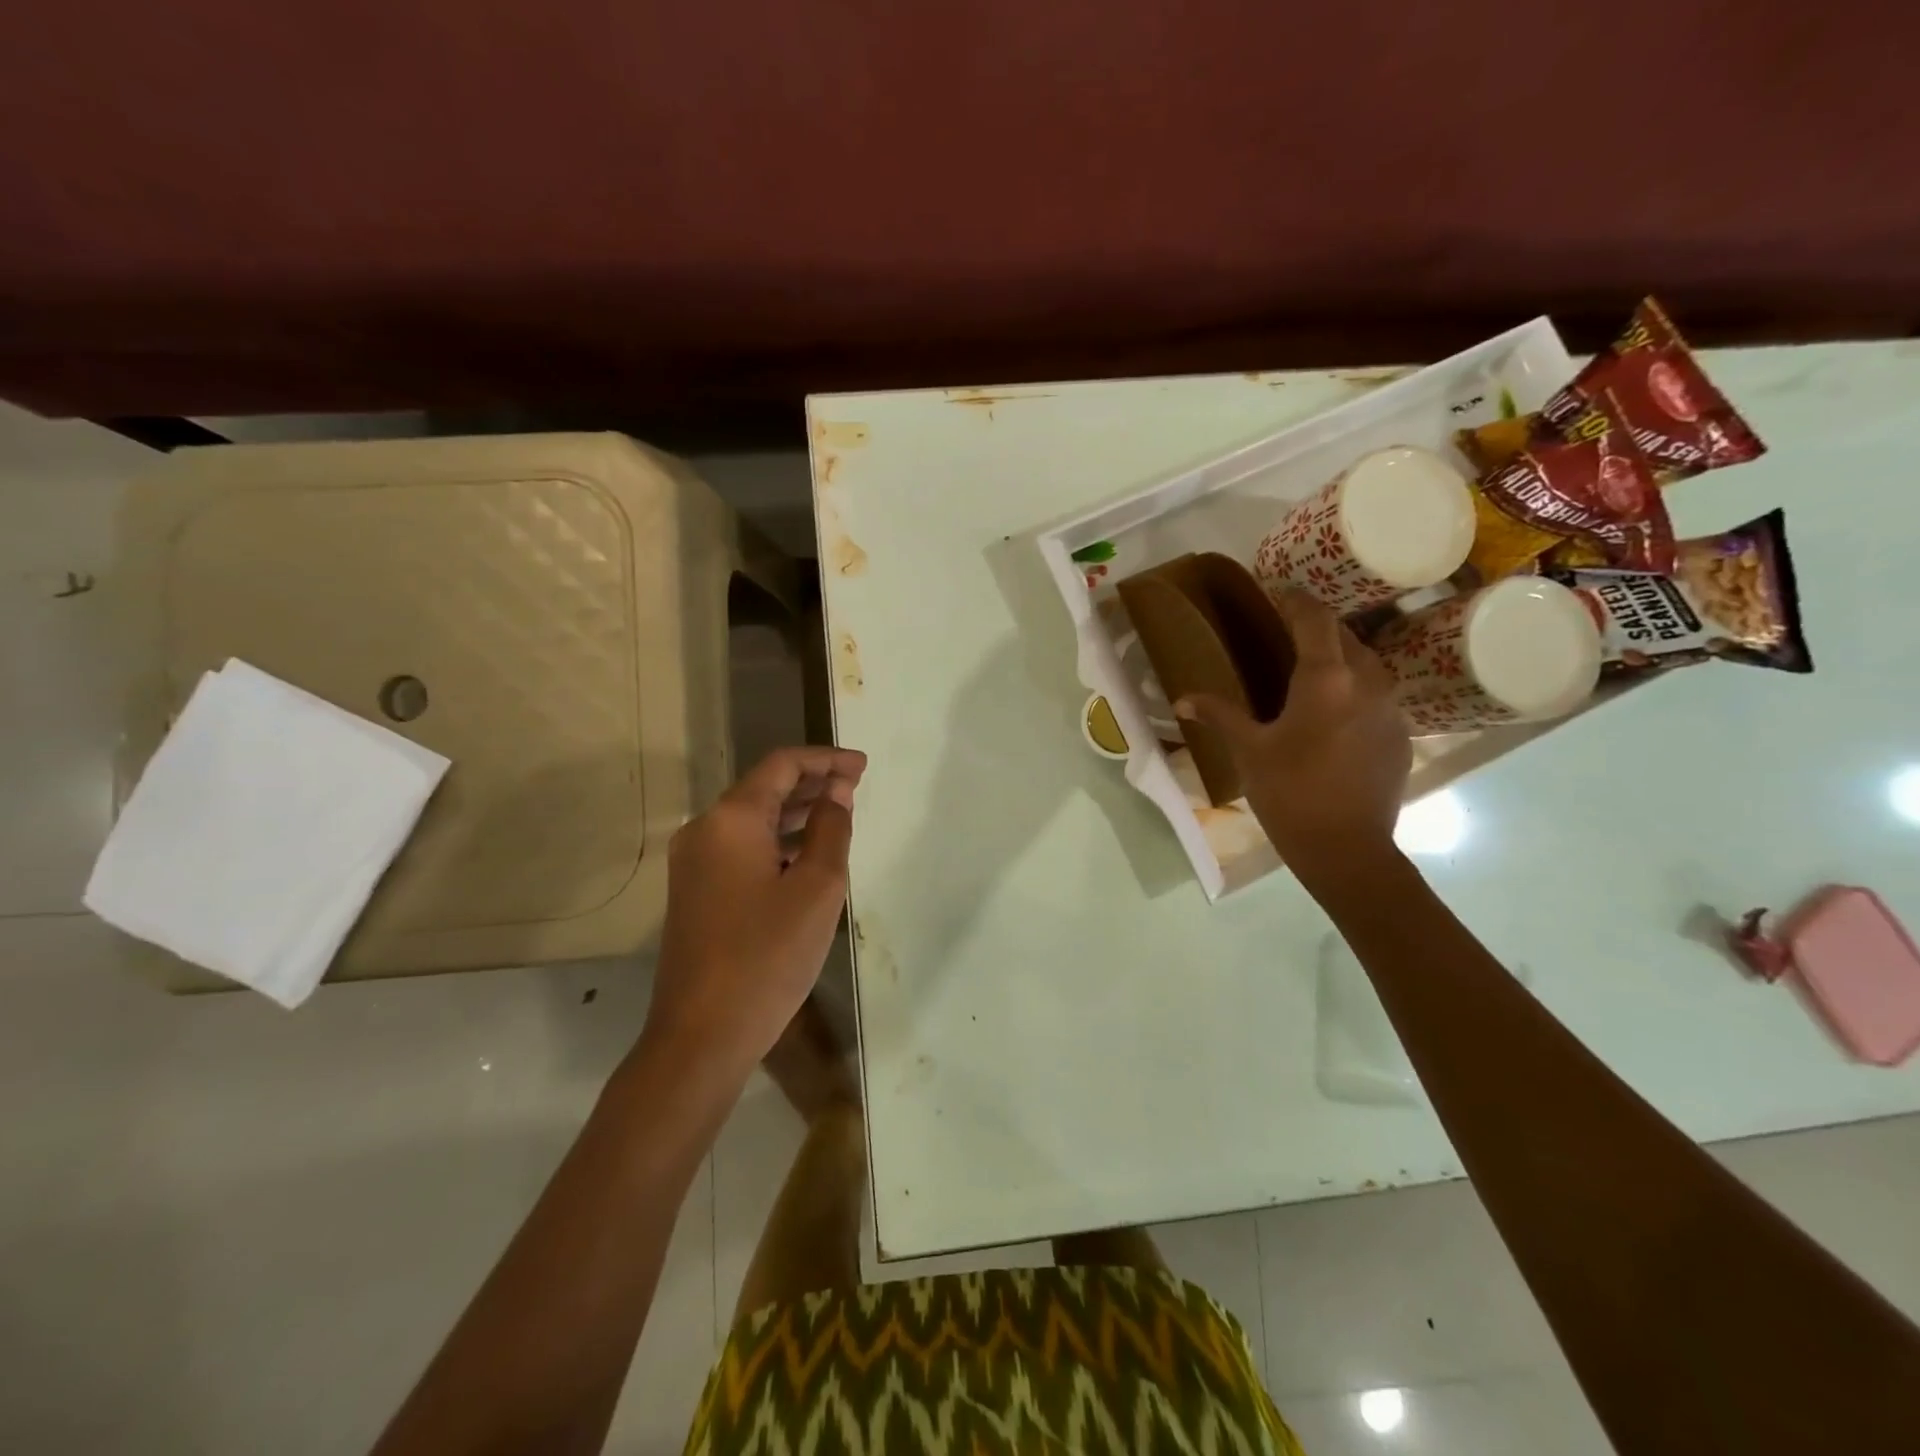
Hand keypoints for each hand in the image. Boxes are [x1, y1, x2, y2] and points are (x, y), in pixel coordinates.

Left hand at [645, 747, 866, 1072]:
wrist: (702, 1035)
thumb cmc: (767, 956)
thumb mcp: (817, 888)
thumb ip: (830, 829)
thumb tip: (835, 791)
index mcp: (730, 819)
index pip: (782, 765)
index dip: (826, 760)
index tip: (863, 766)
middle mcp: (703, 831)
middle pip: (763, 788)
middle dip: (812, 783)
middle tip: (856, 787)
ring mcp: (693, 864)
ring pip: (751, 820)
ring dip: (795, 813)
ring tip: (839, 815)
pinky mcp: (694, 892)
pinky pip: (741, 849)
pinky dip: (776, 842)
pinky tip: (805, 856)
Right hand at [1177, 588, 1410, 885]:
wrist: (1347, 849)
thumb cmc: (1290, 793)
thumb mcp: (1249, 750)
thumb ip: (1220, 714)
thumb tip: (1182, 699)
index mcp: (1326, 678)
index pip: (1314, 618)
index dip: (1295, 599)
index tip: (1277, 591)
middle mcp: (1366, 682)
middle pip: (1346, 636)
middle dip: (1317, 627)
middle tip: (1287, 630)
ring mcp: (1391, 709)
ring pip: (1367, 663)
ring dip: (1340, 656)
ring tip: (1312, 668)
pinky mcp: (1401, 734)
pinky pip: (1378, 694)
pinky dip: (1355, 689)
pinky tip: (1334, 711)